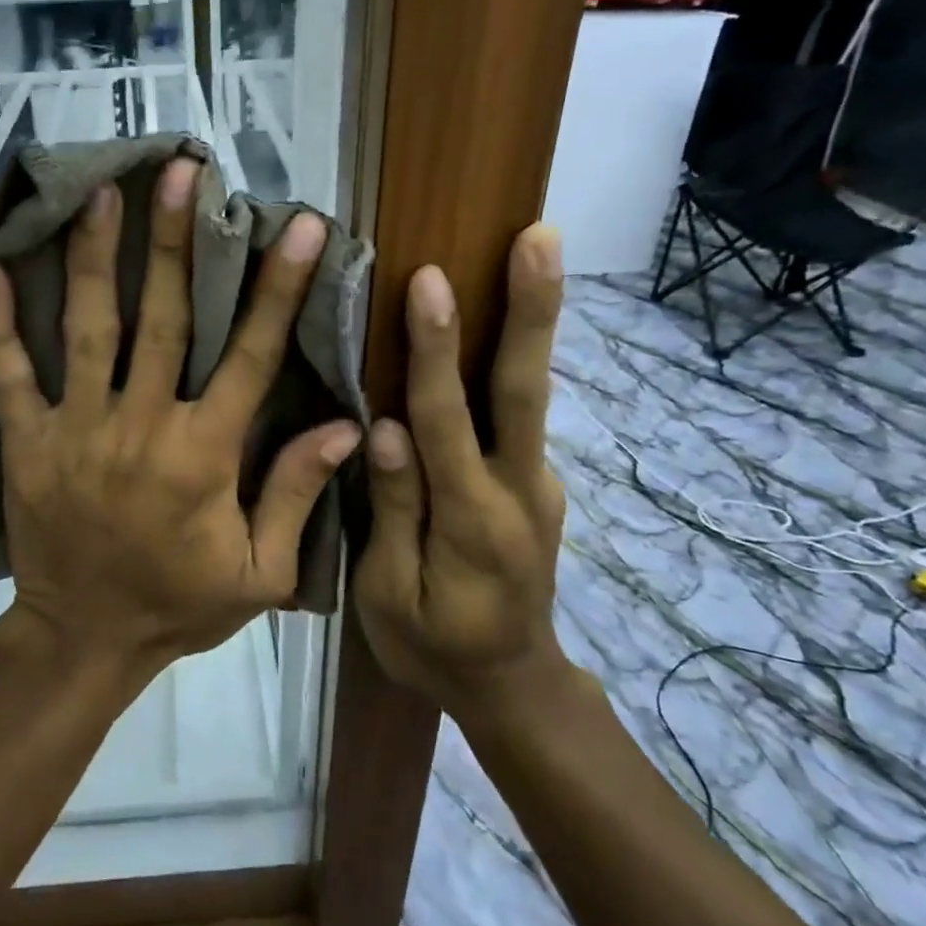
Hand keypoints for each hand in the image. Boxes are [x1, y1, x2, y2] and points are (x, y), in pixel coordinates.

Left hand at [0, 156, 361, 677]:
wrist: (84, 639)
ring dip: (97, 259)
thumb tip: (346, 426)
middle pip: (165, 320)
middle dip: (177, 242)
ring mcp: (77, 430)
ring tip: (102, 194)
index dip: (278, 288)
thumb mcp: (260, 573)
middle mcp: (141, 427)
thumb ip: (297, 495)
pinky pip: (8, 376)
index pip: (252, 356)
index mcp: (205, 455)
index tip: (296, 226)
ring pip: (89, 330)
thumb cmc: (179, 605)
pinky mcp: (27, 442)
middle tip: (182, 171)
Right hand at [354, 225, 572, 719]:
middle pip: (524, 390)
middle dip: (531, 310)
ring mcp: (538, 484)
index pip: (447, 421)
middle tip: (540, 239)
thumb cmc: (434, 647)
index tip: (431, 282)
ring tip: (534, 254)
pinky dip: (511, 363)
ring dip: (533, 323)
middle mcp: (519, 490)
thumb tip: (384, 428)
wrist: (513, 687)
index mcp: (472, 521)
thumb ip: (394, 510)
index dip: (436, 350)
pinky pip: (518, 418)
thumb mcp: (391, 595)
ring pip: (530, 396)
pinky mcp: (537, 484)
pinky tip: (495, 326)